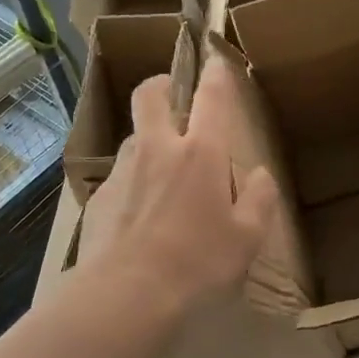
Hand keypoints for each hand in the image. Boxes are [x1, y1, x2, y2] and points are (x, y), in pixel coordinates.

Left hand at [71, 58, 279, 324]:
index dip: (215, 74)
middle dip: (160, 84)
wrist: (125, 296)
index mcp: (200, 153)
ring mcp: (122, 172)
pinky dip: (132, 185)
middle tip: (170, 93)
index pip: (210, 98)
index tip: (216, 61)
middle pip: (149, 96)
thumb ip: (259, 200)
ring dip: (147, 142)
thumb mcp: (247, 238)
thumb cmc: (197, 263)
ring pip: (132, 139)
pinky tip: (140, 219)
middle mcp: (157, 150)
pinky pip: (119, 179)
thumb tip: (260, 175)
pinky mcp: (98, 199)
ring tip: (161, 173)